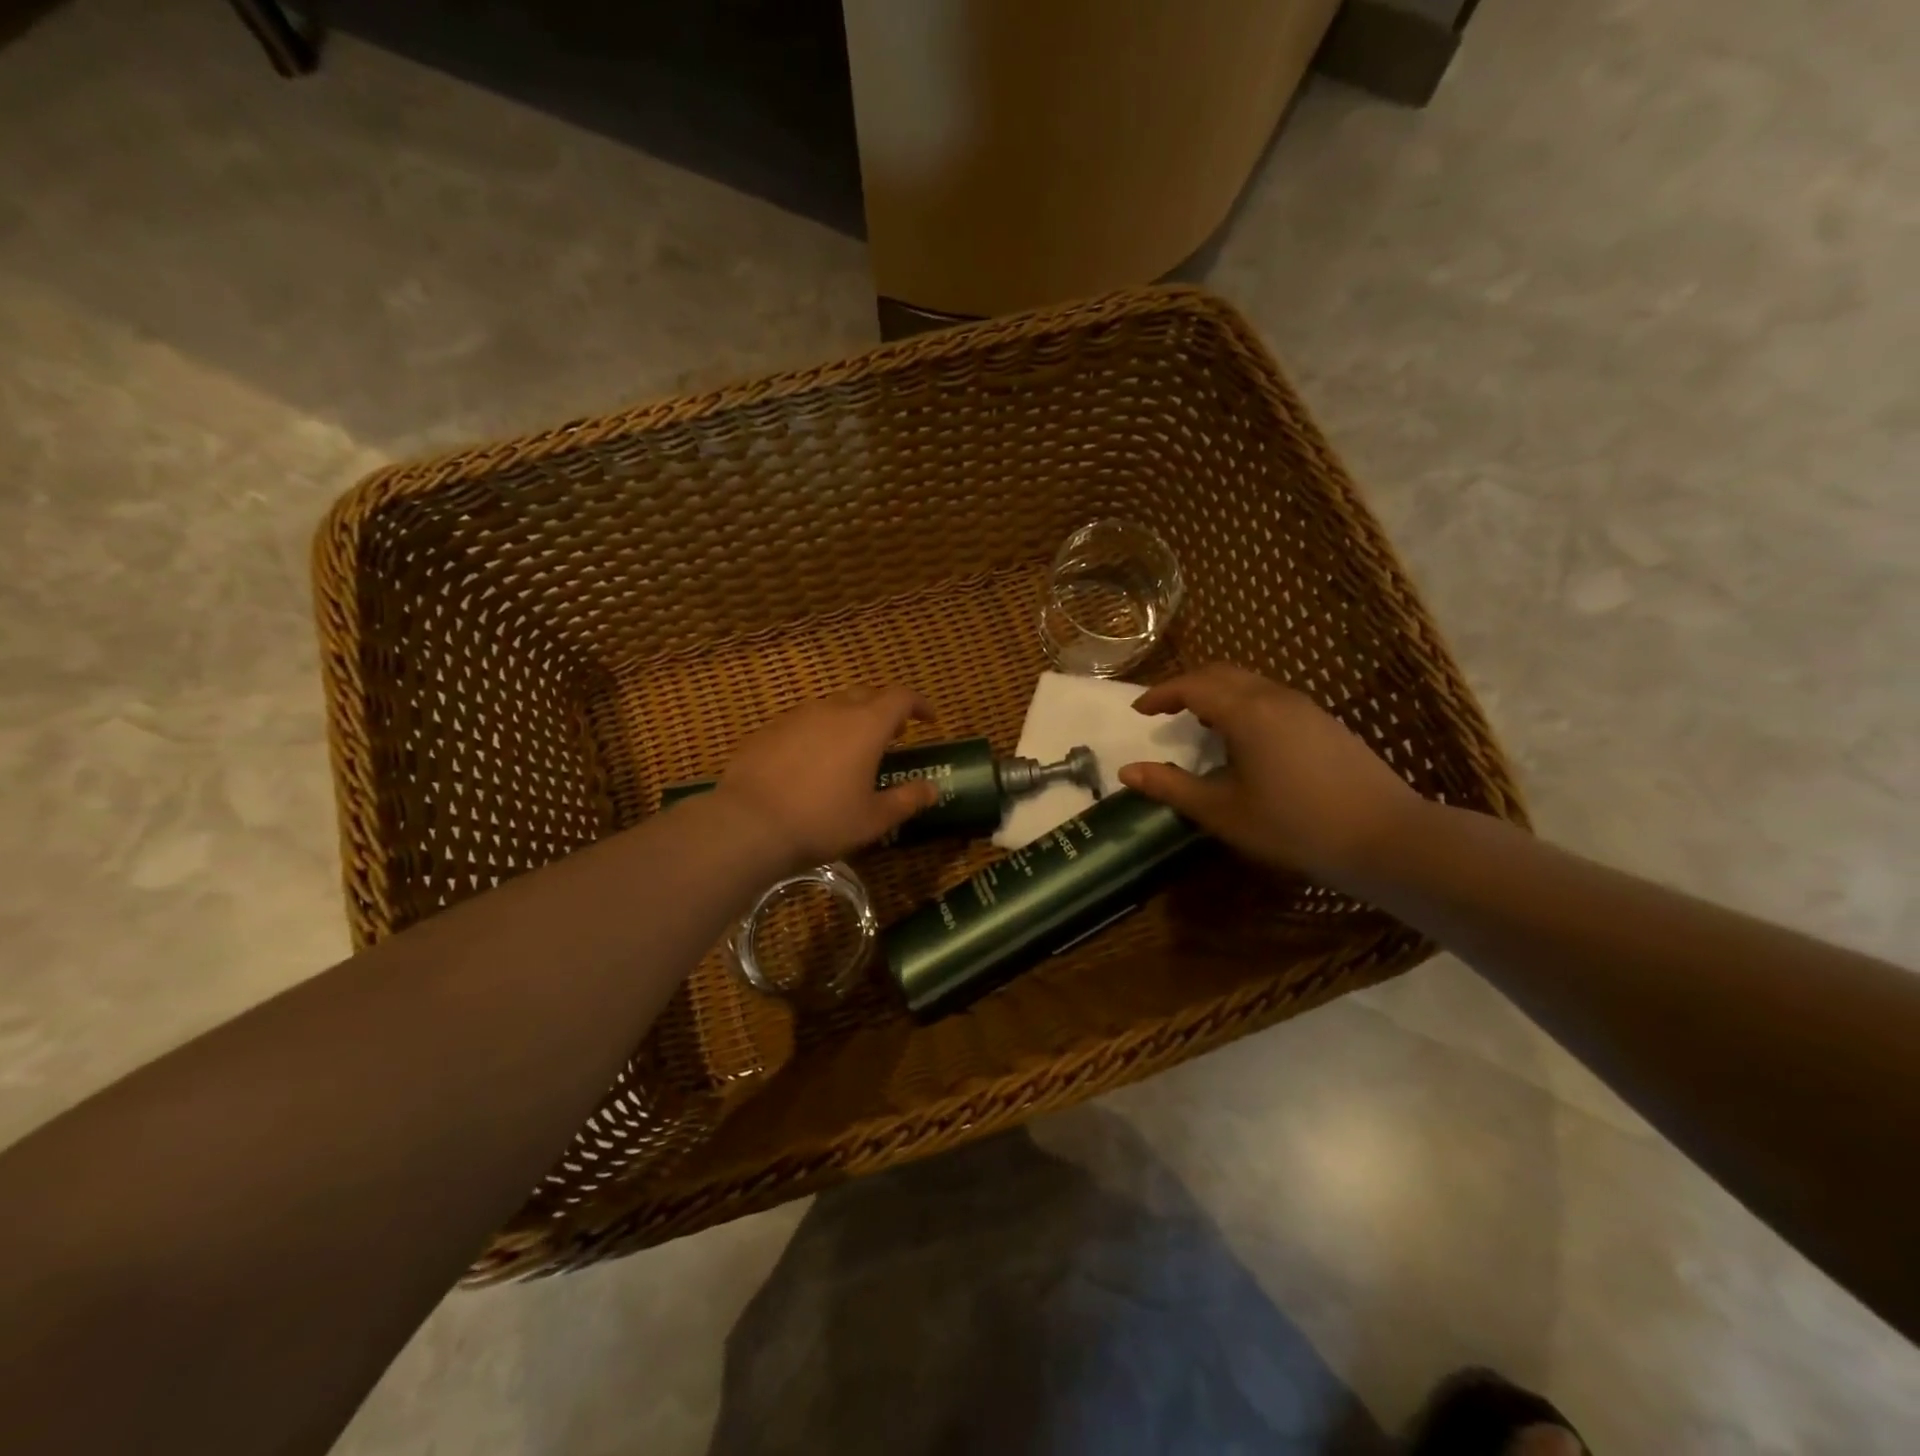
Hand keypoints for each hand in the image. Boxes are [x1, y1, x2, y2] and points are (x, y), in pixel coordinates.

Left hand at [716, 686, 941, 869]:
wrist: (748, 824)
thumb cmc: (822, 821)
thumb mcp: (873, 819)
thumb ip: (907, 799)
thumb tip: (932, 789)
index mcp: (866, 726)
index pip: (901, 697)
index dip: (919, 704)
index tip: (929, 719)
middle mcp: (833, 710)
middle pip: (866, 695)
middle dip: (884, 710)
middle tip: (892, 736)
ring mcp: (796, 716)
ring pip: (831, 706)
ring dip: (849, 720)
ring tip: (850, 750)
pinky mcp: (767, 730)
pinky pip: (802, 722)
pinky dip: (817, 733)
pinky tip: (810, 762)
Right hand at [1118, 664, 1420, 884]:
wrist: (1386, 837)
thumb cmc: (1294, 825)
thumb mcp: (1223, 812)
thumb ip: (1172, 787)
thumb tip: (1127, 772)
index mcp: (1247, 712)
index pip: (1193, 685)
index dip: (1161, 694)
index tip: (1140, 710)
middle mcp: (1275, 697)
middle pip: (1222, 673)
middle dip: (1187, 685)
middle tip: (1164, 709)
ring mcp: (1305, 707)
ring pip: (1250, 683)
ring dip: (1217, 693)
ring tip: (1199, 722)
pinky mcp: (1325, 723)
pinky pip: (1271, 697)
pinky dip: (1243, 704)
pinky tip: (1244, 739)